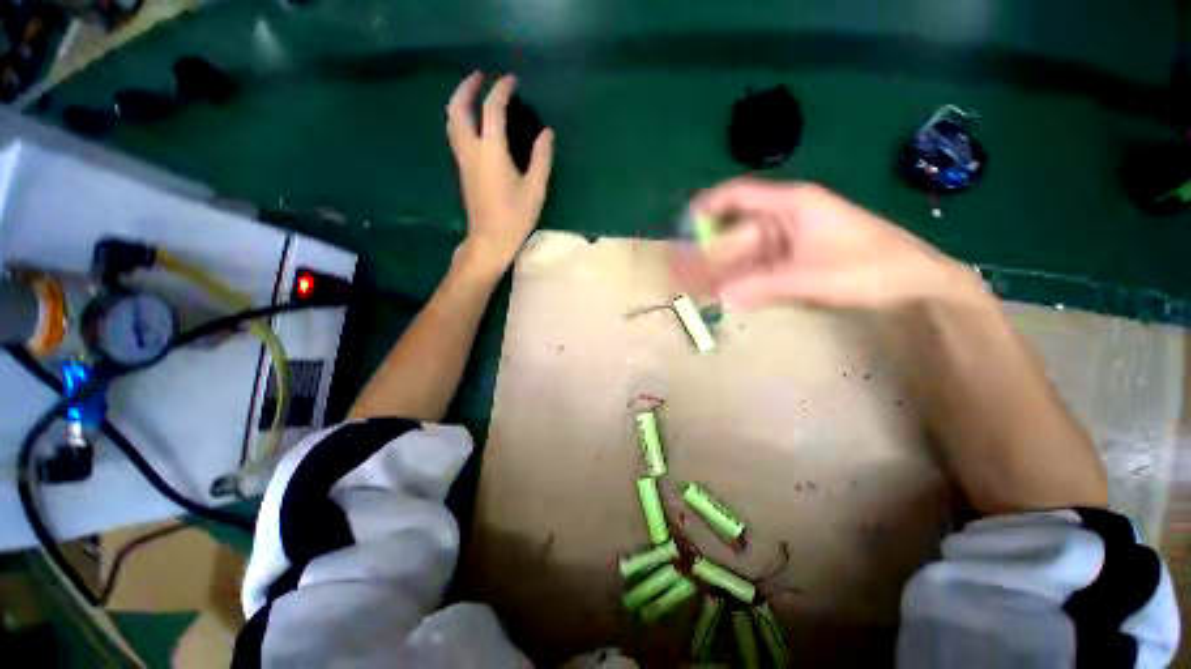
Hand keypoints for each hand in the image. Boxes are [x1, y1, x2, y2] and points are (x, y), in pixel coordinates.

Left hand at [446, 72, 554, 273]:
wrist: (489, 240)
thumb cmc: (515, 216)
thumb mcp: (535, 189)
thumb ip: (541, 158)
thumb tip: (546, 133)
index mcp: (491, 151)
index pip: (492, 109)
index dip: (501, 90)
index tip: (511, 80)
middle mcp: (471, 150)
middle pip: (457, 108)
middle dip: (466, 87)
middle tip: (480, 77)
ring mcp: (463, 160)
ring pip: (451, 121)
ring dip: (459, 101)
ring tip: (473, 95)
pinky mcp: (462, 170)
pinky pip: (455, 134)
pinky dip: (460, 119)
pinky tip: (473, 123)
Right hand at [680, 179, 982, 310]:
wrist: (916, 282)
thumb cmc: (867, 268)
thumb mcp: (811, 277)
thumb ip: (762, 287)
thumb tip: (721, 298)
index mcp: (791, 204)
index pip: (739, 194)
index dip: (708, 205)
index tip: (683, 225)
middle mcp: (787, 216)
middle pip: (737, 226)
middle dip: (711, 247)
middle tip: (687, 268)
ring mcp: (792, 237)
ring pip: (747, 248)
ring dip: (725, 265)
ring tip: (702, 283)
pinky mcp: (797, 256)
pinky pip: (760, 263)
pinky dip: (743, 276)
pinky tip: (729, 290)